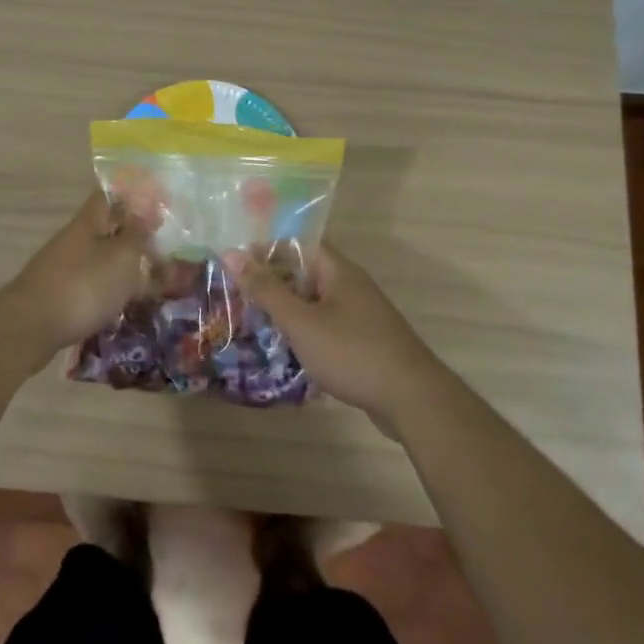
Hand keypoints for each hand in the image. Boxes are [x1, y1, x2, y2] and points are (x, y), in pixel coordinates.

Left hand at [0, 189, 153, 357]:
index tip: (158, 203)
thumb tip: (147, 213)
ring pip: (100, 258)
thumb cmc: (83, 286)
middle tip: (164, 247)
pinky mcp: (59, 296)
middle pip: (106, 228)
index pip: (109, 195)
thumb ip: (137, 234)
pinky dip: (111, 289)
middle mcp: (73, 240)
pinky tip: (126, 303)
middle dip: (133, 235)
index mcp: (88, 222)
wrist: (30, 329)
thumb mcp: (122, 256)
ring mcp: (63, 268)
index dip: (132, 194)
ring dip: (124, 265)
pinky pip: (92, 284)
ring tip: (153, 280)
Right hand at [234, 244, 447, 430]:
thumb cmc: (352, 352)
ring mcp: (360, 314)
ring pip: (314, 301)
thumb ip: (266, 289)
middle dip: (271, 282)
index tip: (234, 263)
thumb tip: (231, 252)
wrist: (412, 399)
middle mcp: (350, 285)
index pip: (298, 243)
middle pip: (304, 272)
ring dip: (286, 309)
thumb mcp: (301, 321)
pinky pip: (326, 325)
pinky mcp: (363, 341)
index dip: (266, 249)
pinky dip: (304, 331)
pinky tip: (284, 349)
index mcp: (338, 271)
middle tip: (235, 294)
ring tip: (251, 321)